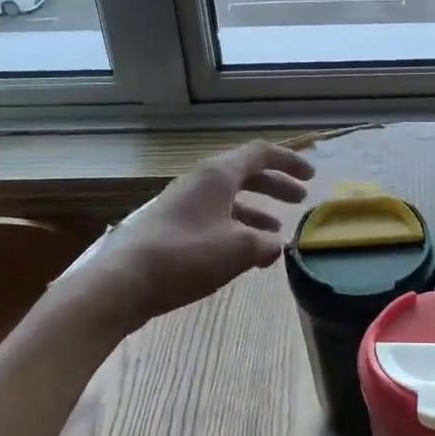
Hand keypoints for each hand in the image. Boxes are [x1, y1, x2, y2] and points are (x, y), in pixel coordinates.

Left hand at [78, 140, 314, 325]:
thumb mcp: (238, 249)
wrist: (124, 281)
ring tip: (276, 233)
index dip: (288, 162)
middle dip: (275, 186)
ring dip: (256, 212)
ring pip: (229, 199)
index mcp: (217, 174)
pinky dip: (236, 229)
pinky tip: (245, 255)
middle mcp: (200, 181)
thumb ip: (265, 244)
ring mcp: (183, 204)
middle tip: (299, 200)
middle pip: (245, 174)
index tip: (311, 176)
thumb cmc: (186, 255)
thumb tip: (276, 246)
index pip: (259, 154)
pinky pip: (214, 218)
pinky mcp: (172, 227)